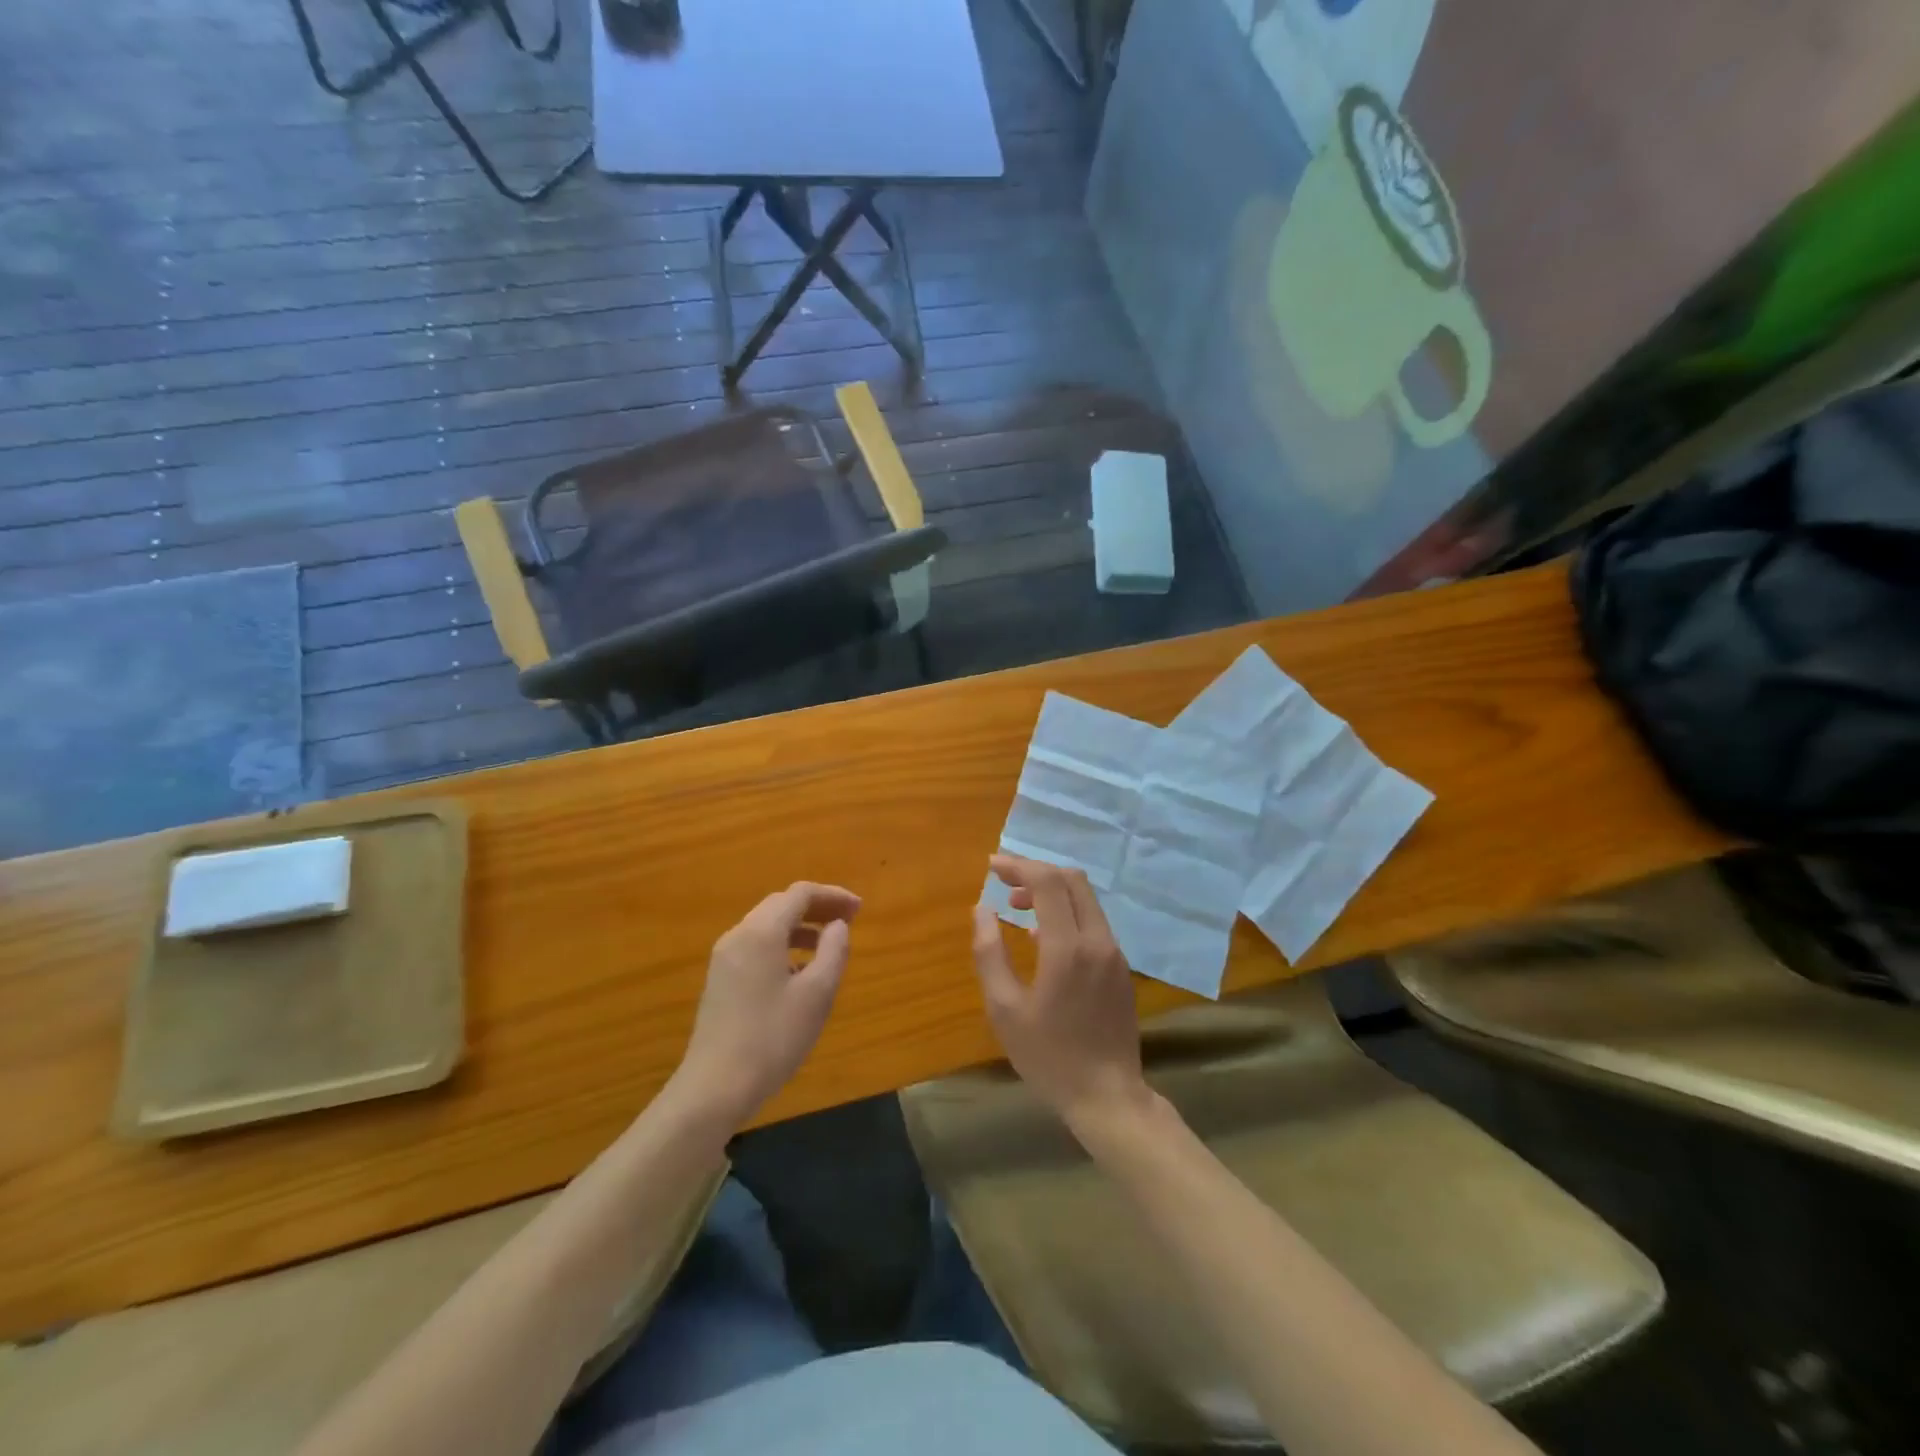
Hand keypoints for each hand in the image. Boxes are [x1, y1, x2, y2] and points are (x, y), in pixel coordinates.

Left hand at [672, 882, 859, 1129]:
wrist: (714, 1087)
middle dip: (816, 908)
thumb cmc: (772, 1038)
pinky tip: (798, 973)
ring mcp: (724, 959)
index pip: (800, 894)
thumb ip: (833, 952)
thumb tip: (838, 926)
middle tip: (848, 921)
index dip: (833, 895)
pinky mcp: (720, 980)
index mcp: (761, 932)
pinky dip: (782, 945)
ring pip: (767, 926)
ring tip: (828, 946)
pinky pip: (756, 947)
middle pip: (781, 905)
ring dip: (800, 927)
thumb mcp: (817, 994)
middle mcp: (738, 936)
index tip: (860, 910)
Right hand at [971, 855, 1152, 1136]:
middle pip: (1072, 880)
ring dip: (1052, 892)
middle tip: (1005, 885)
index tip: (991, 866)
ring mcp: (1114, 953)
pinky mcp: (1121, 967)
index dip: (1018, 866)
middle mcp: (1097, 940)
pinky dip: (1067, 913)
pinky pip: (1093, 922)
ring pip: (1086, 899)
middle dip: (1036, 872)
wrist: (1108, 1096)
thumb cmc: (1049, 1056)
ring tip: (1018, 910)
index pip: (1047, 882)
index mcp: (1067, 948)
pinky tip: (1043, 940)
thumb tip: (981, 909)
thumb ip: (989, 953)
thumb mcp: (1005, 1009)